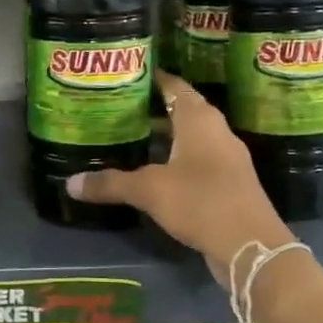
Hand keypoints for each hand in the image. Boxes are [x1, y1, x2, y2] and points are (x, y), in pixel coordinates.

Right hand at [69, 71, 294, 288]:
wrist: (252, 246)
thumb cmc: (200, 201)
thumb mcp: (149, 190)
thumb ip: (110, 183)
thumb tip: (70, 183)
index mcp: (199, 119)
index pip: (174, 86)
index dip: (152, 78)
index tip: (126, 75)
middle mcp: (216, 132)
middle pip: (182, 110)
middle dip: (152, 109)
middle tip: (117, 108)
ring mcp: (226, 159)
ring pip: (189, 138)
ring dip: (163, 137)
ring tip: (129, 137)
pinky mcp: (228, 184)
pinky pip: (196, 161)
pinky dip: (174, 161)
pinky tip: (152, 172)